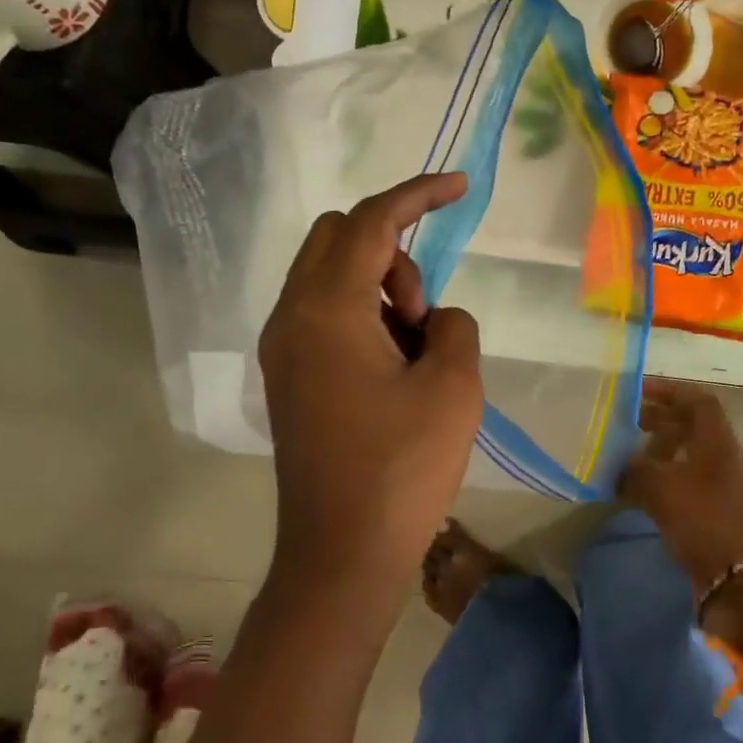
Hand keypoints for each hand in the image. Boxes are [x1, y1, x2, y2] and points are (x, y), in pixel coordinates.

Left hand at [258, 173, 483, 609]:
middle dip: (392, 253)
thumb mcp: (455, 386)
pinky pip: (324, 317)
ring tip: (416, 354)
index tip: (460, 188)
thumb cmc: (403, 468)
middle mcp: (290, 318)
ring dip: (380, 290)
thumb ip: (455, 326)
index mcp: (326, 309)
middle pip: (337, 238)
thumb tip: (434, 321)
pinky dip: (363, 319)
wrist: (343, 554)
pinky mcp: (289, 380)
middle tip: (424, 314)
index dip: (418, 195)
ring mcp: (283, 350)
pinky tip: (394, 371)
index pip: (371, 222)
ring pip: (329, 278)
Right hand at [619, 378, 742, 589]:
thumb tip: (618, 463)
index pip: (697, 401)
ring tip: (621, 461)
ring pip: (683, 462)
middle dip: (657, 423)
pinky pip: (679, 491)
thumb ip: (636, 468)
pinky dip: (656, 487)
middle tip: (622, 426)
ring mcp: (716, 491)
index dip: (669, 391)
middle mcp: (719, 460)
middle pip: (690, 429)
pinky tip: (631, 496)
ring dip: (654, 457)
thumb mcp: (664, 487)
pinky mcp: (709, 519)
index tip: (636, 393)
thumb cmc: (708, 521)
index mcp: (716, 442)